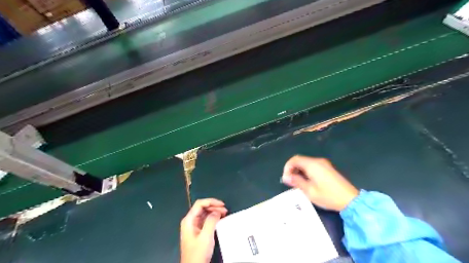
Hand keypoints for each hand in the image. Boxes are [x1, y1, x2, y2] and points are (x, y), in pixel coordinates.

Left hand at [180, 198, 228, 261]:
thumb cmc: (198, 252)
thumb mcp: (206, 236)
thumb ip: (211, 221)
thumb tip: (217, 211)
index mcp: (189, 220)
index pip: (200, 204)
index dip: (211, 201)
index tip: (222, 204)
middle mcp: (190, 221)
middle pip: (202, 207)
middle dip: (214, 206)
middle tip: (225, 210)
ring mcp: (193, 226)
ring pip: (204, 213)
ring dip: (214, 211)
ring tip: (224, 213)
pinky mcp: (197, 231)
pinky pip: (205, 220)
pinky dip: (213, 218)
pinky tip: (219, 219)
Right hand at [282, 155, 358, 210]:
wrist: (350, 200)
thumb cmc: (328, 196)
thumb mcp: (309, 191)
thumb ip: (296, 182)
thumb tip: (286, 177)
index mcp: (312, 165)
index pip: (294, 159)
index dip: (287, 167)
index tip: (285, 178)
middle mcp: (318, 161)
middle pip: (300, 160)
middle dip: (292, 169)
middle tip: (290, 181)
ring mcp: (324, 164)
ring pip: (306, 163)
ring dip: (299, 170)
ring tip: (297, 183)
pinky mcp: (328, 168)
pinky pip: (312, 166)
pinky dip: (306, 171)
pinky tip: (307, 181)